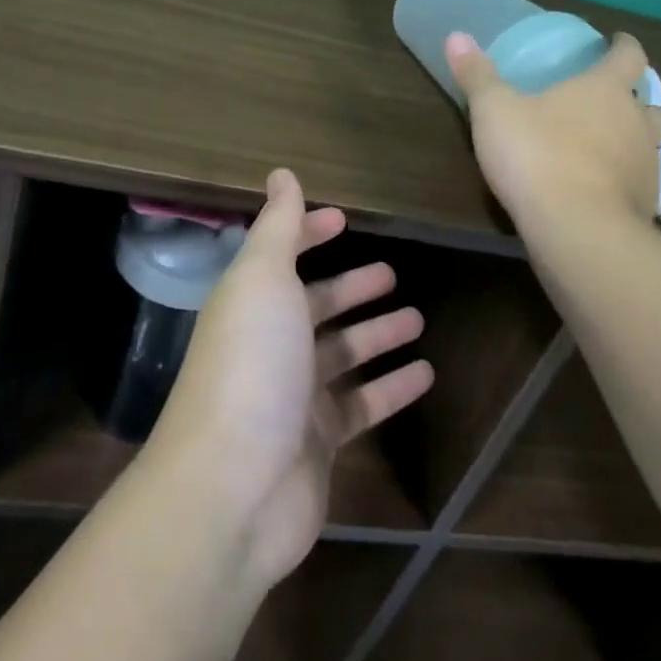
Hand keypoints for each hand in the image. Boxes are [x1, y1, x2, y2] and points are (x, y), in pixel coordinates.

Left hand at [147, 169, 434, 589]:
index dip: (309, 234)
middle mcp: (270, 343)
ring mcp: (293, 395)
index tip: (343, 219)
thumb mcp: (263, 279)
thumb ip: (277, 225)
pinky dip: (392, 388)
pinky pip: (363, 404)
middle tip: (393, 274)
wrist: (233, 488)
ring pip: (344, 354)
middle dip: (352, 288)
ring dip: (378, 335)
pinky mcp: (318, 442)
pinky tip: (427, 374)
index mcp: (252, 301)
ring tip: (419, 317)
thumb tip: (281, 173)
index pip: (283, 256)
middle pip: (317, 306)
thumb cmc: (251, 364)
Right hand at [445, 30, 660, 229]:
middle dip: (634, 97)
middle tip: (610, 98)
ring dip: (635, 138)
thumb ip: (478, 75)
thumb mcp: (494, 111)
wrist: (577, 229)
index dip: (624, 46)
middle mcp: (636, 121)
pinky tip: (604, 188)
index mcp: (606, 89)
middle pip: (649, 101)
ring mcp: (647, 165)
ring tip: (609, 144)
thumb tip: (457, 36)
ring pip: (651, 143)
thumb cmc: (537, 155)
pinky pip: (641, 182)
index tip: (617, 41)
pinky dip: (627, 179)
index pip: (629, 56)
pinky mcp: (647, 205)